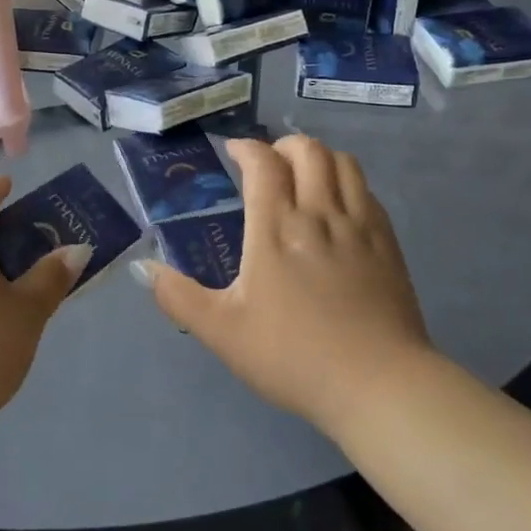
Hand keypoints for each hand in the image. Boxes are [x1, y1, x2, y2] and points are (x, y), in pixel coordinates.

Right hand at [138, 135, 432, 433]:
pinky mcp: (387, 244)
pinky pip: (367, 192)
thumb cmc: (293, 355)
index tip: (233, 153)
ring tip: (303, 177)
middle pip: (307, 150)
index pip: (263, 162)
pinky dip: (347, 183)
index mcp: (276, 227)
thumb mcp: (223, 332)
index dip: (246, 148)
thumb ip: (178, 297)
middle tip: (268, 166)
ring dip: (318, 157)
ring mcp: (359, 226)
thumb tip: (143, 269)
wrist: (378, 385)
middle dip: (283, 146)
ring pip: (342, 163)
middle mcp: (319, 213)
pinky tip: (338, 207)